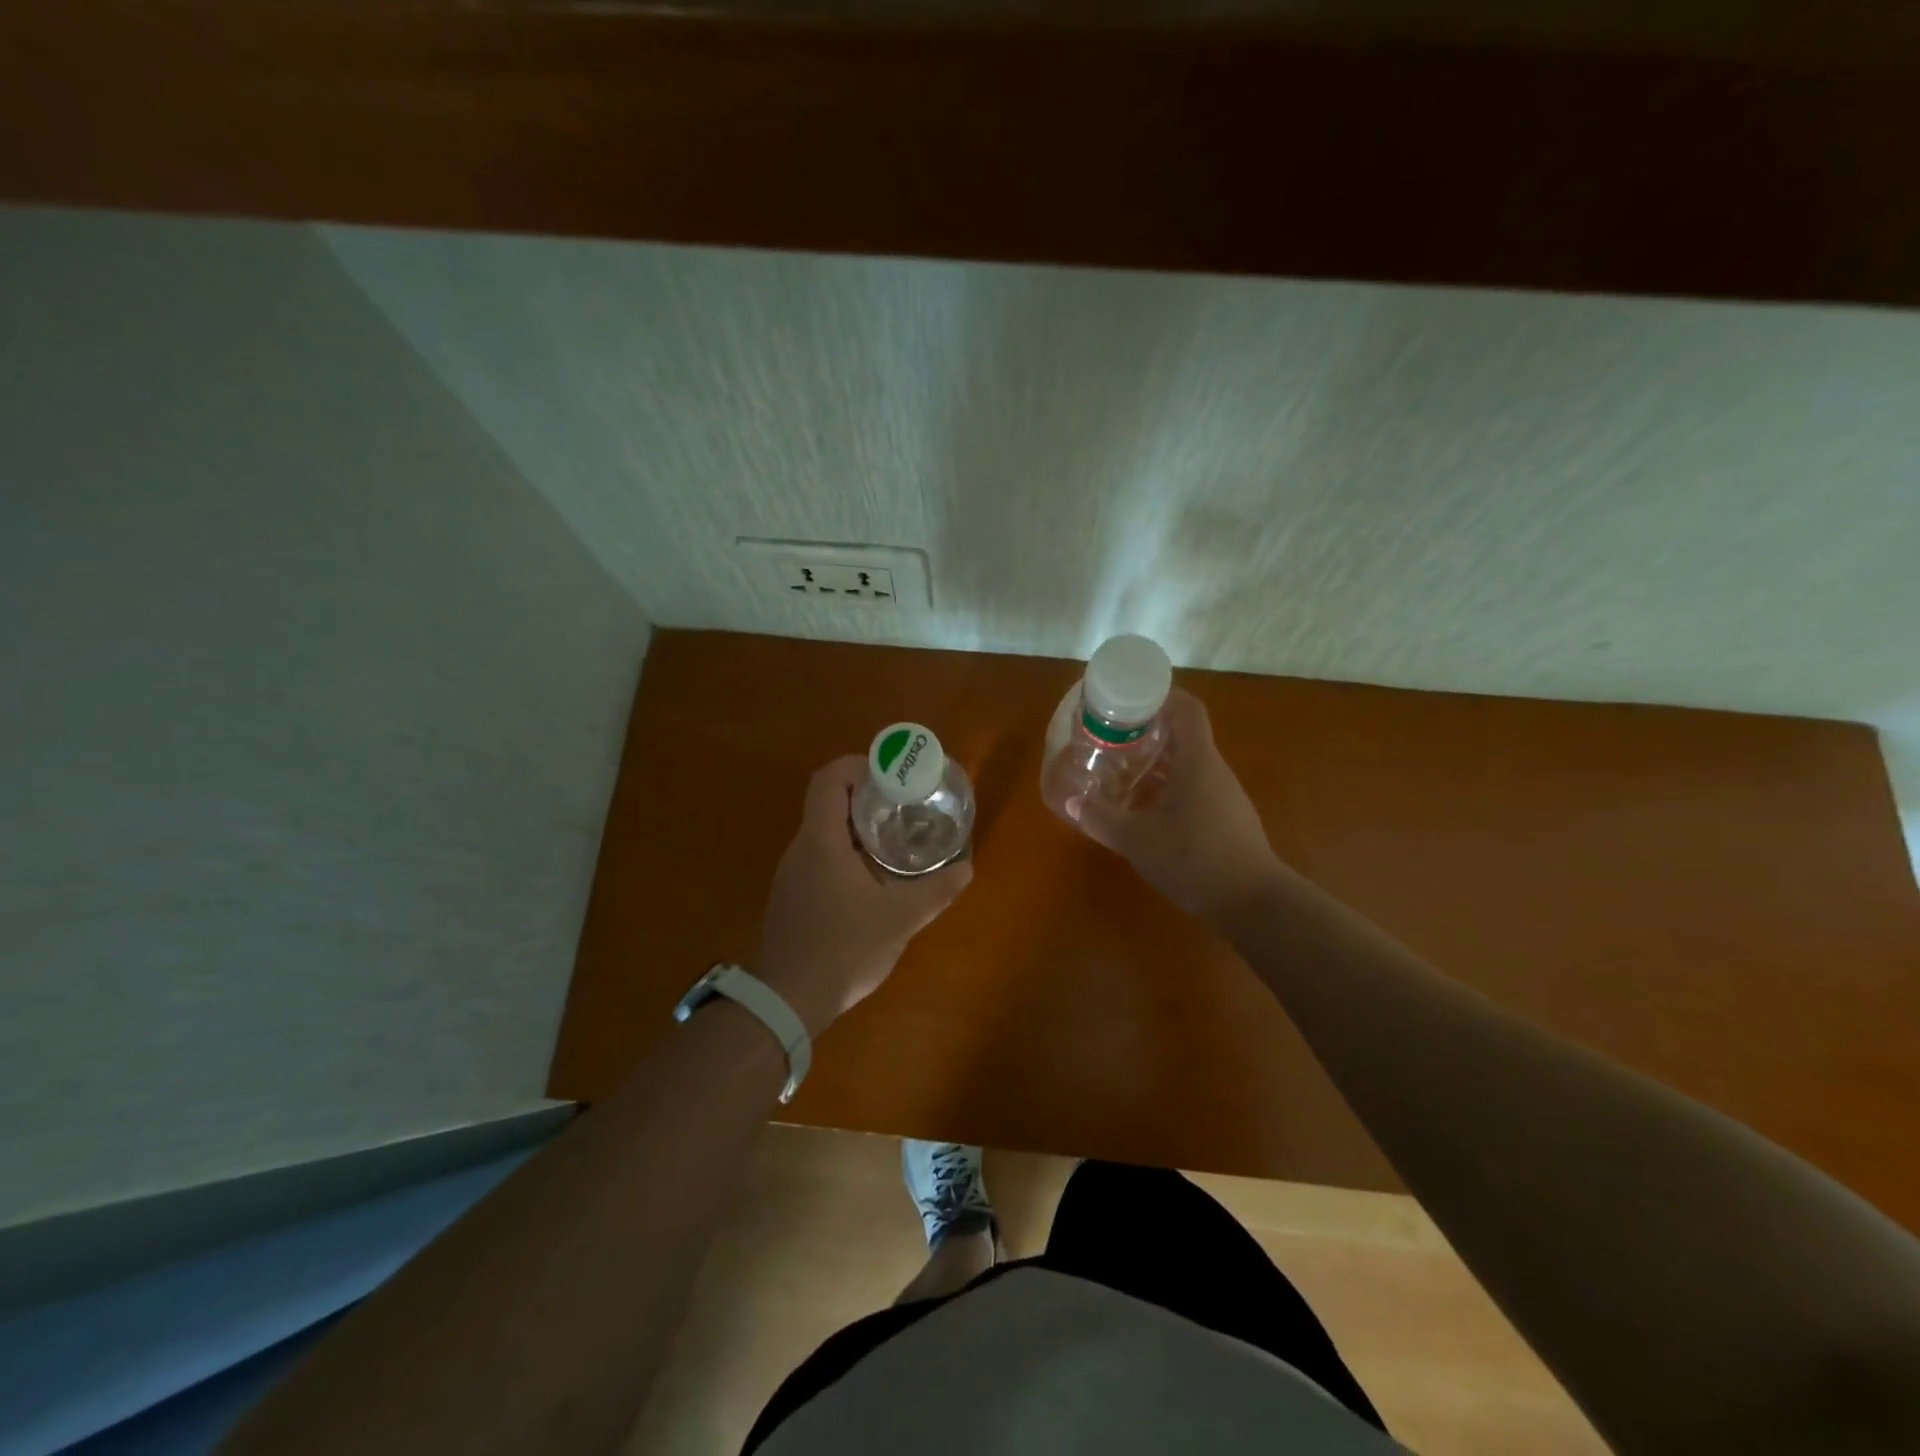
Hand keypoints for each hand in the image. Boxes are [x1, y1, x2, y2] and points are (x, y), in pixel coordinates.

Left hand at [754, 755, 973, 1035]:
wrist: (785, 1001)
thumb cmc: (842, 949)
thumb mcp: (899, 919)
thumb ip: (935, 891)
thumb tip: (966, 868)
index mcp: (822, 840)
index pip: (830, 778)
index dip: (860, 765)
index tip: (893, 776)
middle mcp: (802, 848)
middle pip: (831, 802)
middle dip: (870, 798)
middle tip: (908, 808)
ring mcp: (793, 873)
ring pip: (827, 832)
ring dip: (861, 829)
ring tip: (899, 840)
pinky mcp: (794, 896)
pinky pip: (822, 858)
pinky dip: (850, 854)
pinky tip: (876, 880)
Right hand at [1067, 691, 1285, 923]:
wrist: (1252, 903)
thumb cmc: (1194, 859)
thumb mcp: (1137, 840)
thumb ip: (1101, 818)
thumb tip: (1072, 801)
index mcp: (1198, 761)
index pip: (1186, 708)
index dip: (1160, 695)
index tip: (1129, 700)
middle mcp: (1214, 770)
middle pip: (1183, 735)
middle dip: (1147, 732)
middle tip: (1112, 737)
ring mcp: (1224, 795)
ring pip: (1187, 764)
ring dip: (1156, 763)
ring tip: (1121, 770)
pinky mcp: (1226, 819)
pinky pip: (1193, 789)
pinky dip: (1167, 788)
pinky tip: (1144, 809)